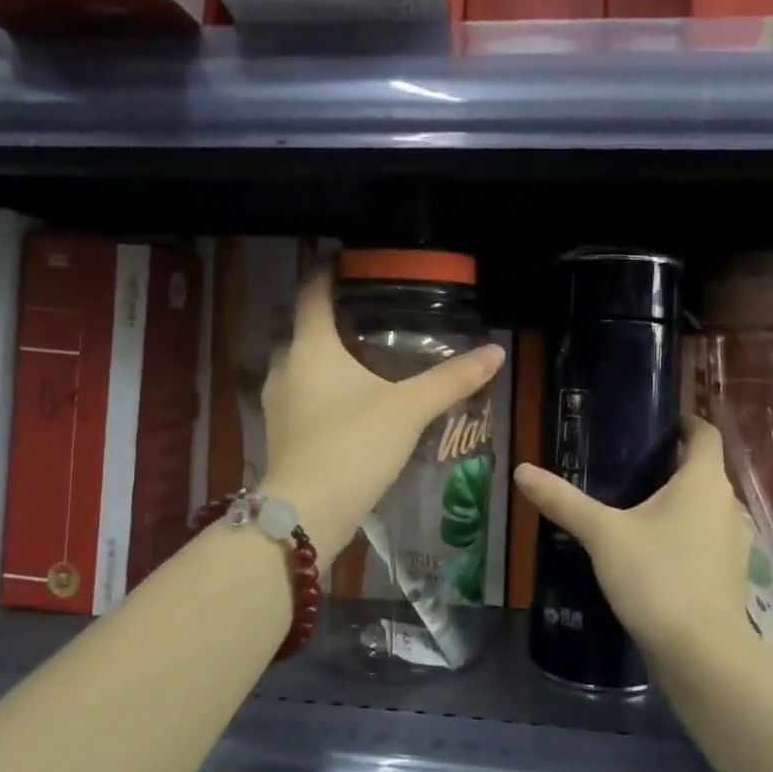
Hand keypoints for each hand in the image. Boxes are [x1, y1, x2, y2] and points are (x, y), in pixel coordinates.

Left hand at [258, 267, 502, 561]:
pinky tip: (350, 400)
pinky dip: (322, 386)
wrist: (307, 512)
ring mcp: (277, 401)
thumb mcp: (409, 410)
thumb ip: (451, 380)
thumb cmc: (354, 446)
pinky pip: (301, 393)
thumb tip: (495, 352)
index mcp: (311, 346)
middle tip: (371, 312)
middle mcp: (286, 366)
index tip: (348, 258)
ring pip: (302, 364)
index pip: (313, 291)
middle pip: (306, 327)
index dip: (328, 270)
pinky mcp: (280, 431)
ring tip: (365, 355)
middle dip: (333, 317)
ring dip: (327, 355)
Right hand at [513, 416, 769, 666]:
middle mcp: (727, 504)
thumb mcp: (603, 534)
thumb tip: (521, 470)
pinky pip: (704, 537)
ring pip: (704, 506)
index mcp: (703, 481)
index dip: (684, 422)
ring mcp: (733, 542)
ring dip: (677, 500)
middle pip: (702, 470)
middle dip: (670, 463)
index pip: (705, 433)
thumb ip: (563, 500)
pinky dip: (682, 532)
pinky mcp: (728, 573)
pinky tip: (650, 549)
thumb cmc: (657, 577)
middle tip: (625, 464)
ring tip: (632, 505)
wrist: (702, 653)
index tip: (653, 423)